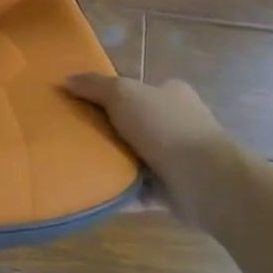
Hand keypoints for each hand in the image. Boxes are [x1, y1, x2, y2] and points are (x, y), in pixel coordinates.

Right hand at [65, 74, 229, 222]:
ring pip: (138, 158)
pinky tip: (98, 193)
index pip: (138, 90)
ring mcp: (179, 158)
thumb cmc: (165, 126)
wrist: (205, 180)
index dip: (112, 95)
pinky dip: (123, 192)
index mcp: (171, 94)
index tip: (83, 104)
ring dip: (116, 163)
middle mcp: (178, 123)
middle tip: (76, 135)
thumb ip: (95, 86)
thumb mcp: (123, 94)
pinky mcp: (176, 191)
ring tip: (82, 165)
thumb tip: (66, 79)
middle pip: (135, 124)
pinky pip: (141, 190)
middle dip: (110, 131)